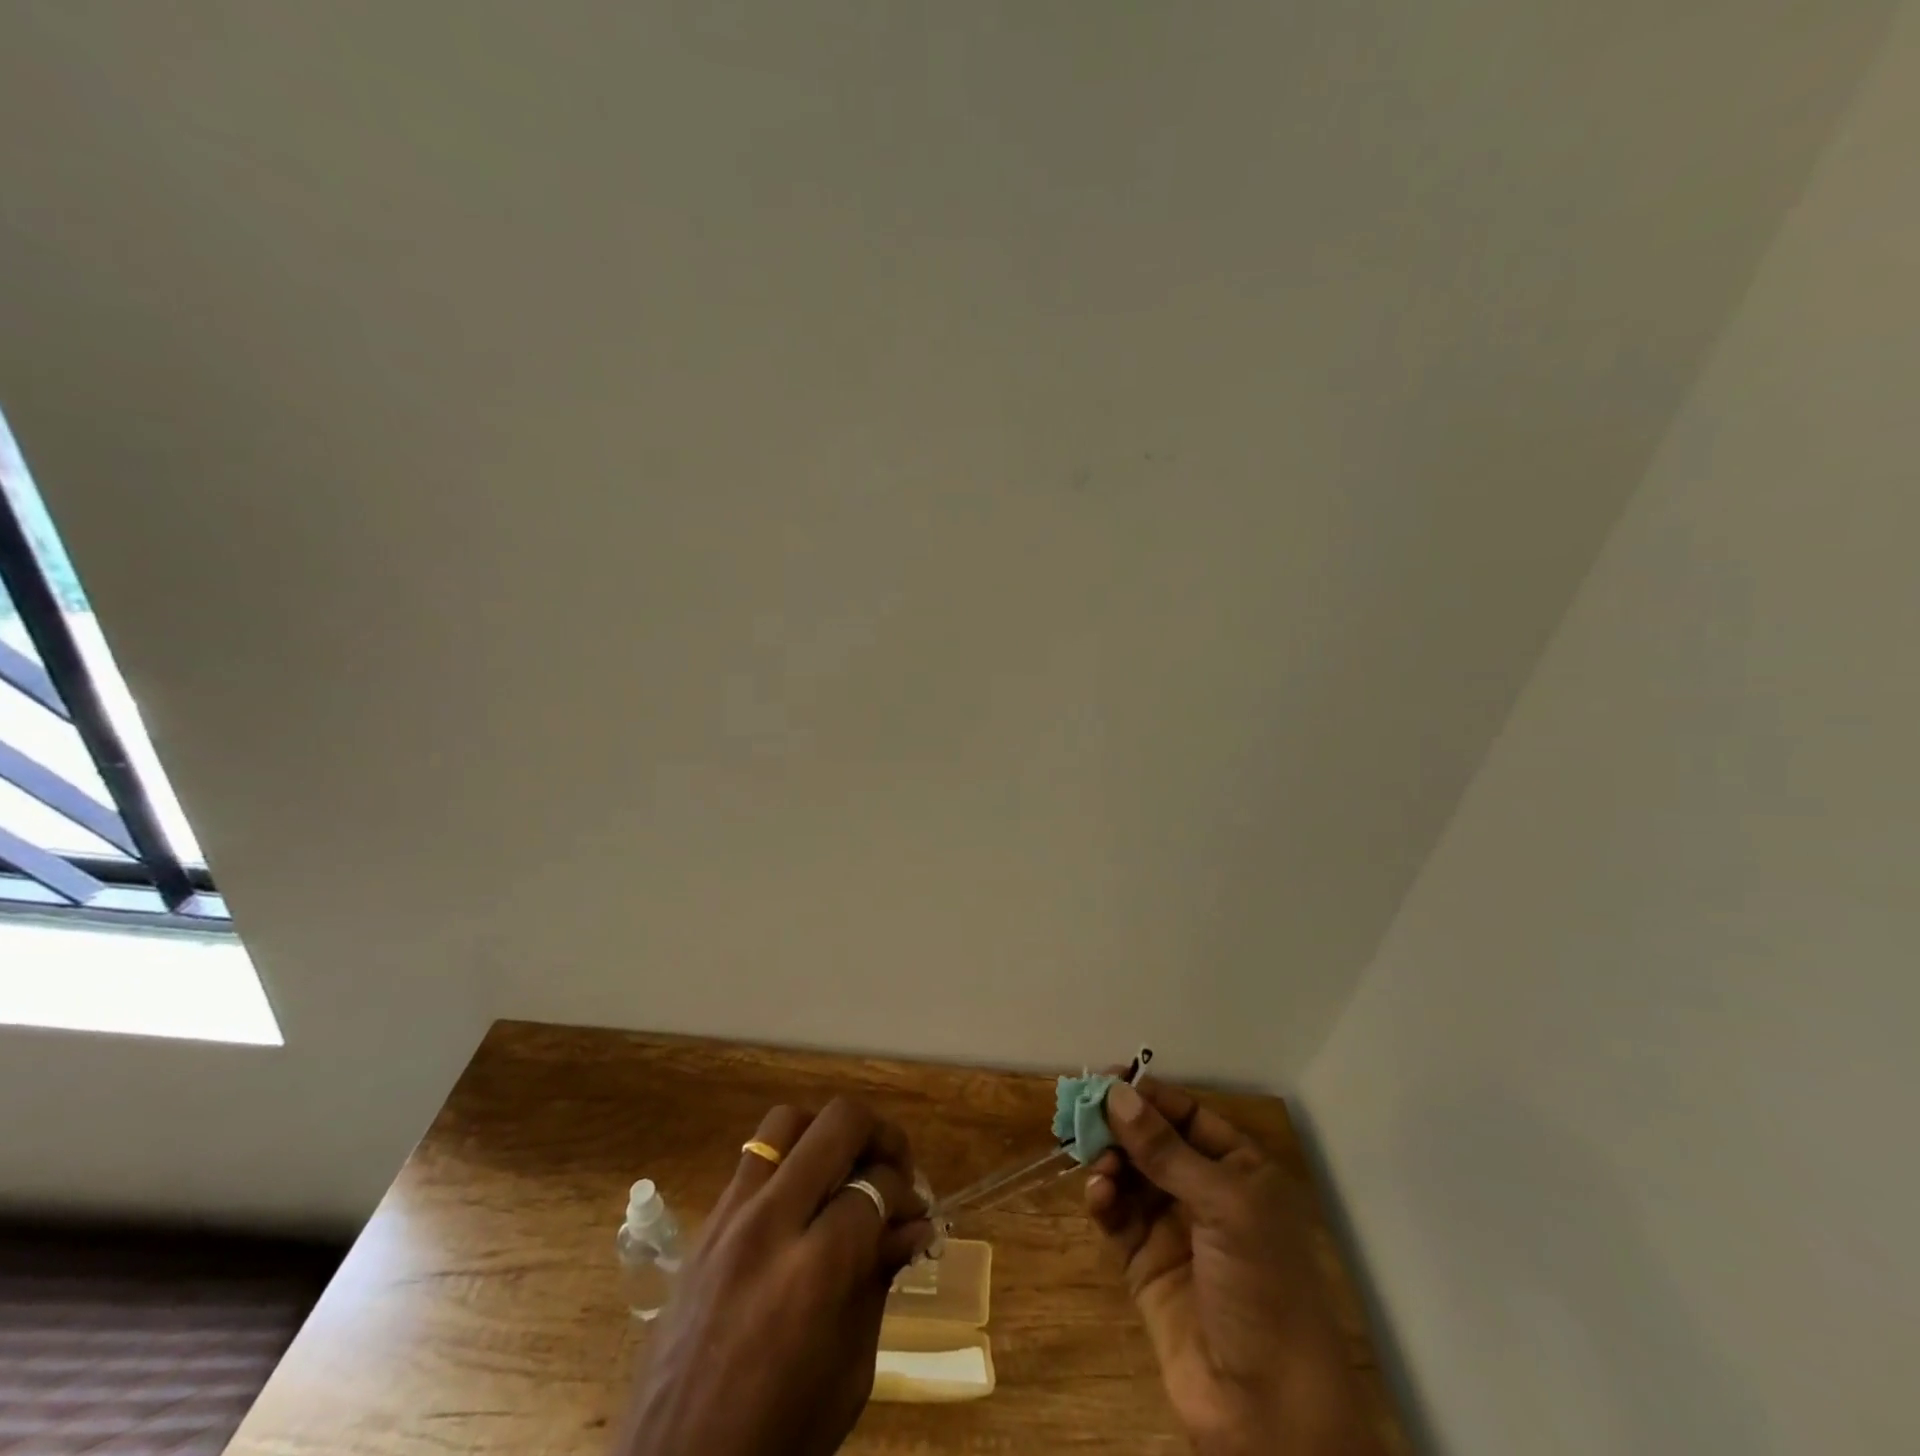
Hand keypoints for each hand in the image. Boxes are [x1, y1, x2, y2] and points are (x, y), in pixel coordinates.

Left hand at [615, 1098, 932, 1455]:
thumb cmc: (778, 1441)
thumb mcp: (850, 1371)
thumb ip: (880, 1279)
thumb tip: (916, 1225)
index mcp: (813, 1271)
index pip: (875, 1186)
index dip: (906, 1194)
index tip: (916, 1214)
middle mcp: (769, 1224)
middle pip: (836, 1124)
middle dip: (879, 1135)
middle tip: (893, 1166)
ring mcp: (728, 1219)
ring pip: (786, 1121)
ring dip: (826, 1133)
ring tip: (844, 1168)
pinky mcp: (703, 1228)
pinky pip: (753, 1160)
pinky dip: (788, 1161)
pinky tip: (801, 1201)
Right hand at [1086, 1080, 1383, 1455]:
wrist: (1268, 1413)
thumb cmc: (1262, 1289)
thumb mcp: (1224, 1207)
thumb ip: (1166, 1150)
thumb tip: (1116, 1093)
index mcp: (1238, 1170)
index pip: (1187, 1114)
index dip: (1148, 1096)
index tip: (1106, 1080)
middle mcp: (1206, 1192)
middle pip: (1152, 1141)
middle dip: (1120, 1127)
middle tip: (1084, 1117)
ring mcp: (1174, 1229)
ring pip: (1130, 1175)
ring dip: (1109, 1162)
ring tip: (1098, 1168)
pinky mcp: (1145, 1265)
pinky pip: (1117, 1217)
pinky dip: (1103, 1200)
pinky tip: (1097, 1196)